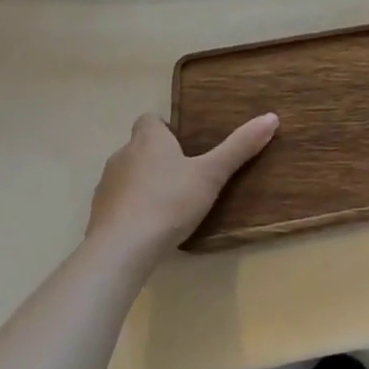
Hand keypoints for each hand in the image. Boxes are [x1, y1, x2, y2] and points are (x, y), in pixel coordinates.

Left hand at [87, 112, 277, 255]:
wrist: (121, 251)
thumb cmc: (169, 202)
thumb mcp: (211, 174)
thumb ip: (239, 147)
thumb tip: (271, 117)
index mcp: (148, 140)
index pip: (149, 119)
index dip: (164, 128)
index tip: (183, 143)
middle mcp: (122, 155)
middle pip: (138, 147)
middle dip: (156, 157)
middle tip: (183, 175)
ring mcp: (105, 187)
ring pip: (126, 175)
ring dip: (141, 183)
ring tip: (166, 203)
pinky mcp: (97, 217)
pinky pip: (116, 204)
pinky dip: (129, 209)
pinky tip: (146, 228)